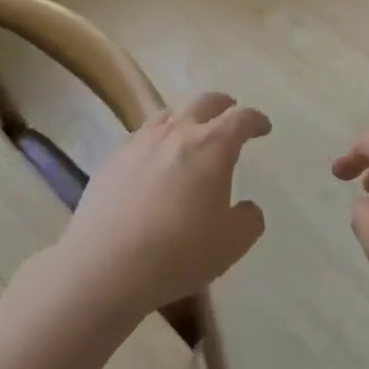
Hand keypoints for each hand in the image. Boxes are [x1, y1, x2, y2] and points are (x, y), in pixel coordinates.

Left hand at [58, 92, 269, 317]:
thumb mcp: (231, 244)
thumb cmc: (178, 252)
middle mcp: (178, 132)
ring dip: (187, 118)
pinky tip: (153, 161)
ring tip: (190, 134)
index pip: (241, 118)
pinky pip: (141, 136)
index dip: (256, 120)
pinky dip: (156, 139)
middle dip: (223, 105)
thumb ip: (249, 221)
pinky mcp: (113, 158)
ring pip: (169, 114)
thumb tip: (247, 208)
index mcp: (213, 145)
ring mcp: (141, 141)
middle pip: (205, 102)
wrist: (105, 265)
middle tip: (230, 115)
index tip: (263, 127)